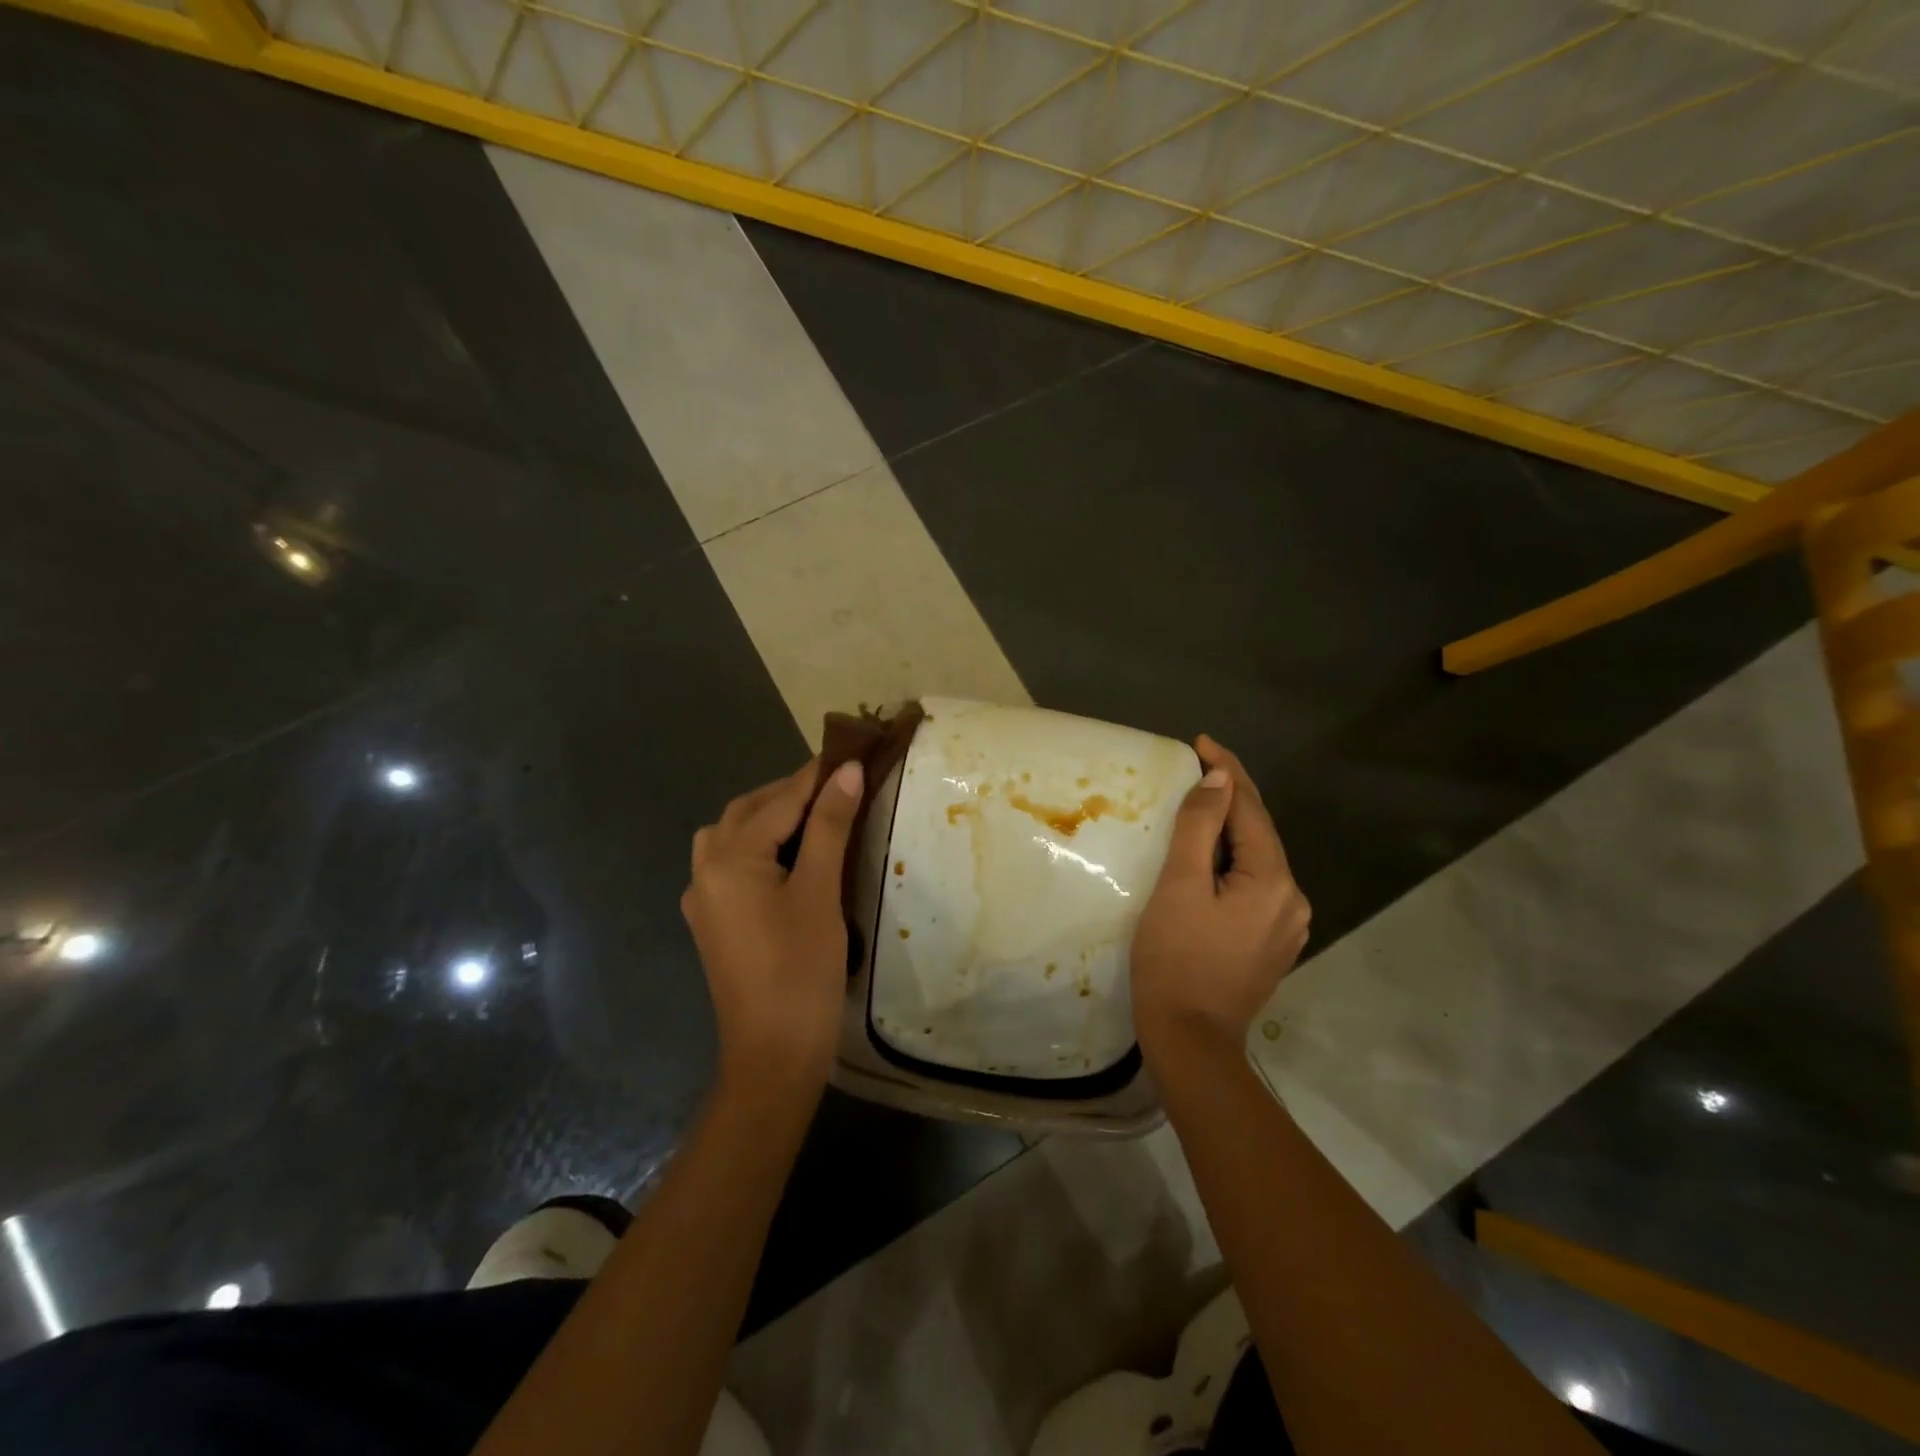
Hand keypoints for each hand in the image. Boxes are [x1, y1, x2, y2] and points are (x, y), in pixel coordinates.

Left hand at [682, 758, 863, 1089]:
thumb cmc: (801, 970)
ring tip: (815, 814)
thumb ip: (829, 826)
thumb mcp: (820, 892)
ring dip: (770, 817)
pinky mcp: (713, 922)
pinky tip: (789, 855)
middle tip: (838, 784)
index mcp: (729, 860)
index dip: (816, 775)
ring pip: (732, 836)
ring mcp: (704, 899)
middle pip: (748, 812)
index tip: (850, 751)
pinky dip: (759, 845)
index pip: (779, 801)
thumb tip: (845, 771)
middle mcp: (705, 871)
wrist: (772, 1057)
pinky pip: (731, 864)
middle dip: (790, 793)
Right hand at [1131, 736, 1310, 1052]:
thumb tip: (1220, 779)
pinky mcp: (1271, 943)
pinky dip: (1233, 862)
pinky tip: (1211, 858)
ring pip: (1257, 860)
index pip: (1251, 809)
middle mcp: (1292, 899)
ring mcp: (1286, 925)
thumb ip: (1199, 827)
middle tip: (1198, 764)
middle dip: (1231, 796)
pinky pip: (1254, 886)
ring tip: (1200, 804)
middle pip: (1259, 832)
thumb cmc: (1176, 959)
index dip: (1227, 770)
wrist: (1190, 1040)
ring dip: (1231, 829)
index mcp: (1273, 881)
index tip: (1201, 741)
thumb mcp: (1179, 886)